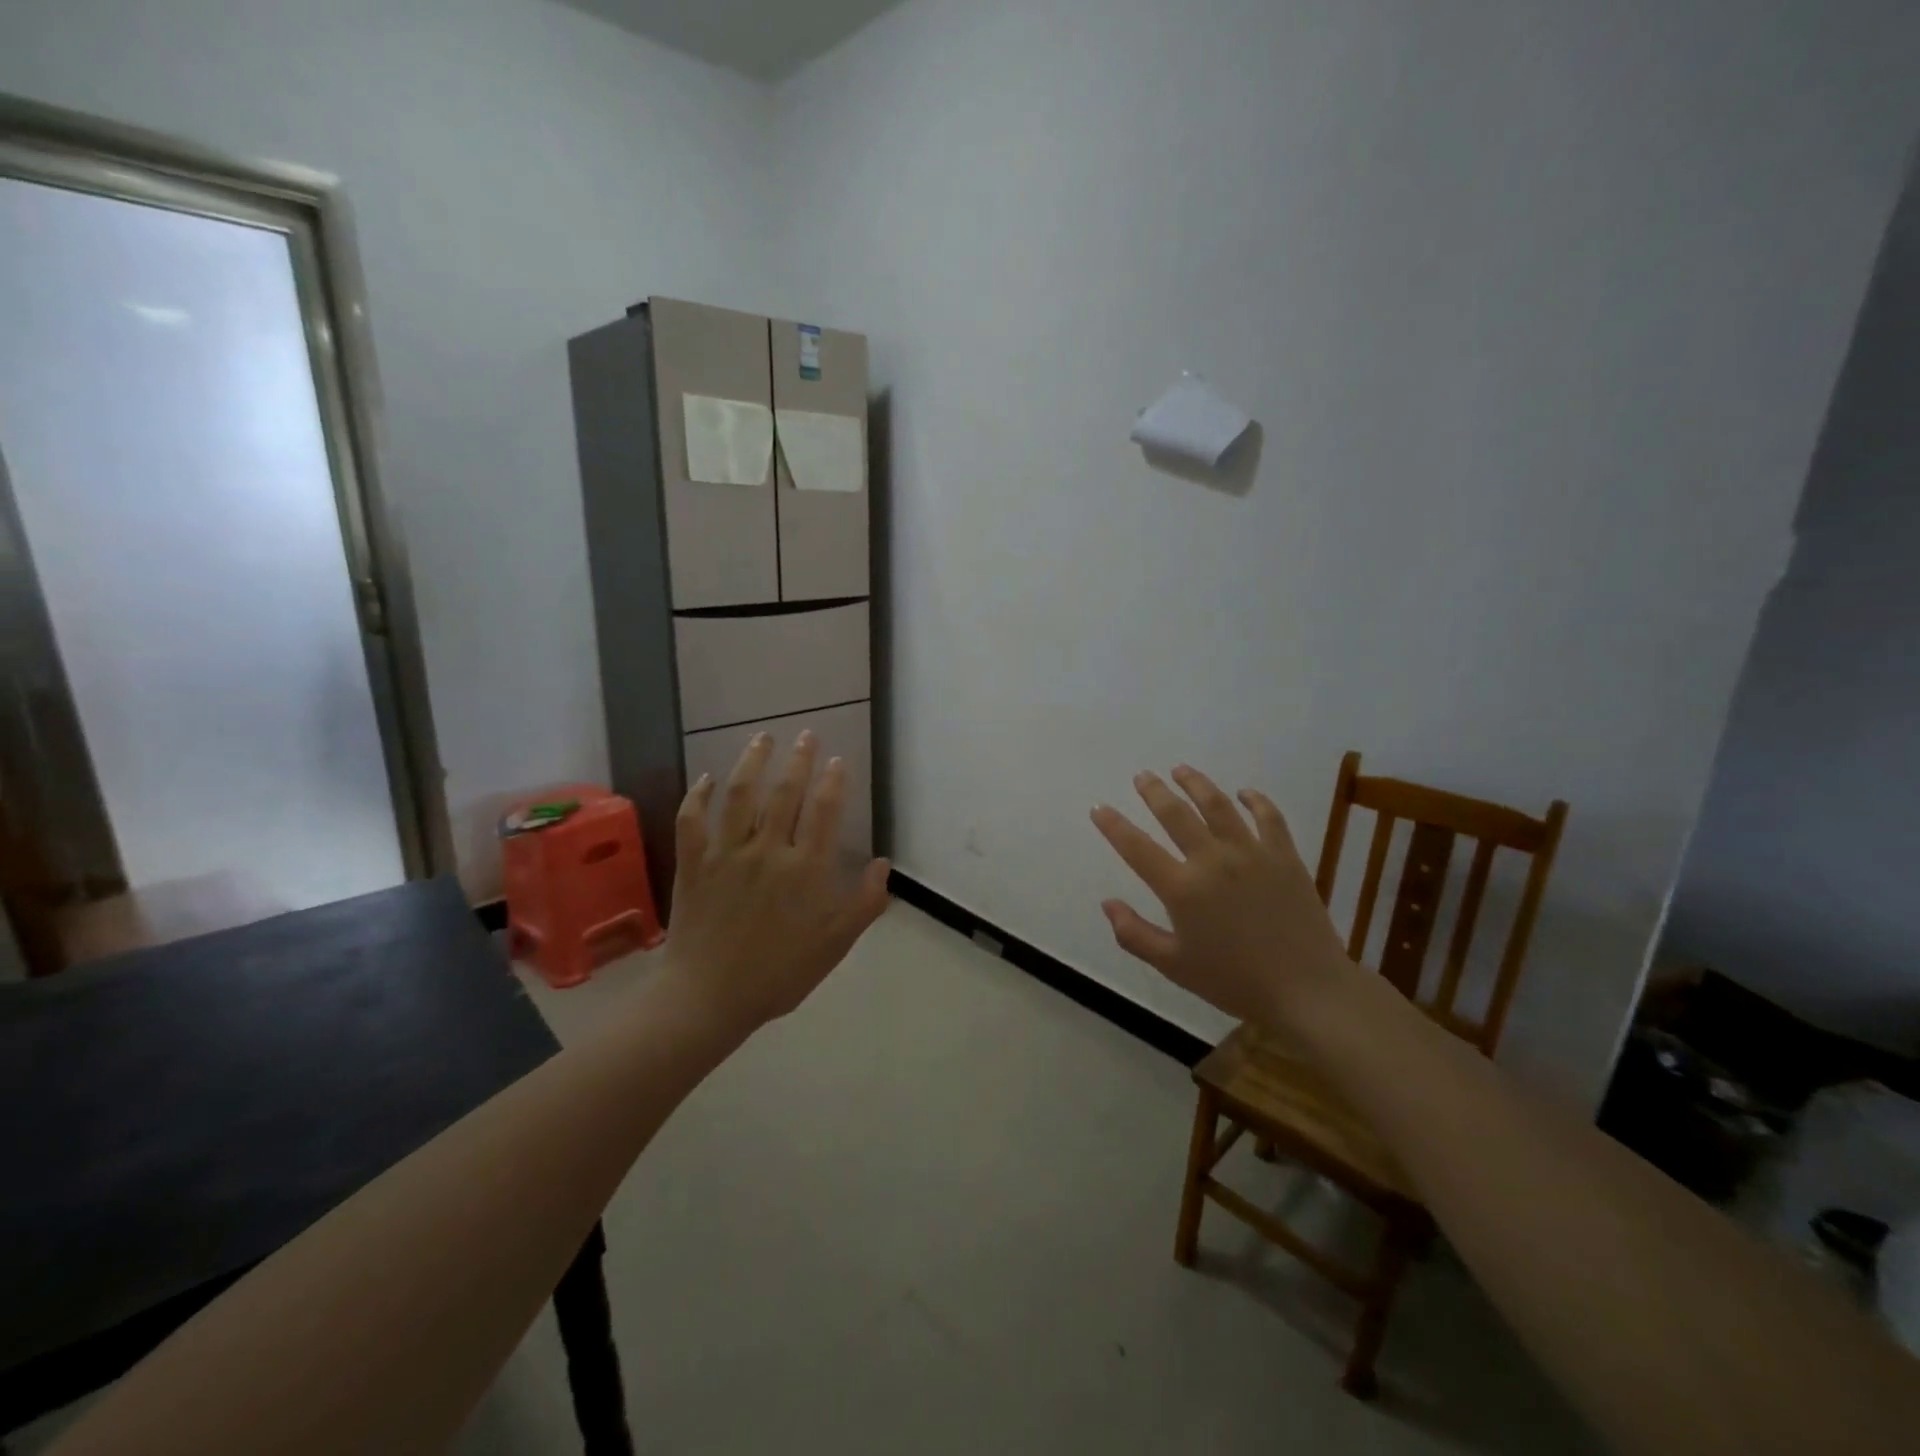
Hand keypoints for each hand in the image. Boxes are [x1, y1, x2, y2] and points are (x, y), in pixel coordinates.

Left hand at [660, 732, 890, 1033]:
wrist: (709, 999)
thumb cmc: (780, 974)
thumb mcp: (836, 944)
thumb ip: (865, 903)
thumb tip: (883, 864)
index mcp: (806, 869)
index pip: (825, 811)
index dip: (833, 781)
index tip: (838, 760)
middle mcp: (768, 850)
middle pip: (786, 793)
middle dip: (799, 759)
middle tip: (806, 734)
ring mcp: (727, 854)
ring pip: (740, 795)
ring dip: (753, 762)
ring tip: (762, 738)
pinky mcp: (695, 864)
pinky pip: (693, 821)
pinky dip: (698, 797)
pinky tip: (706, 779)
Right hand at [1091, 766, 1350, 1025]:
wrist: (1307, 989)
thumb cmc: (1234, 981)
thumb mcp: (1174, 966)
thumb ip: (1134, 934)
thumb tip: (1108, 903)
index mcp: (1182, 889)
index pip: (1137, 847)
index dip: (1113, 825)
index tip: (1098, 807)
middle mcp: (1212, 860)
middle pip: (1176, 814)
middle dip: (1154, 791)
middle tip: (1142, 776)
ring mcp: (1251, 853)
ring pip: (1218, 805)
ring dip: (1196, 783)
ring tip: (1181, 770)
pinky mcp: (1284, 856)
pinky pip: (1268, 817)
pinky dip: (1255, 800)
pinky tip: (1245, 792)